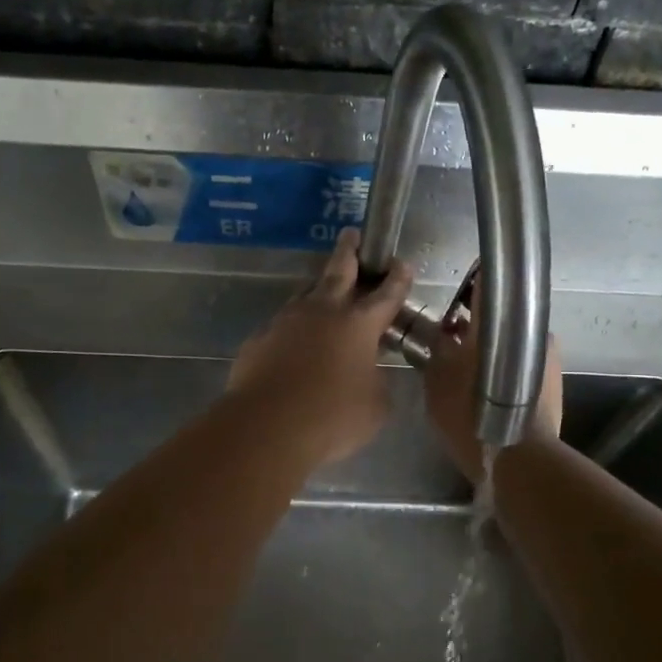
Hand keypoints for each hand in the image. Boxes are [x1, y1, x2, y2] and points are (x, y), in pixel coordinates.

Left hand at [227, 229, 414, 465]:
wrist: (267, 426)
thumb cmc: (333, 417)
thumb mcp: (375, 406)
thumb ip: (376, 381)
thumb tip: (368, 373)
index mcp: (359, 325)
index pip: (386, 294)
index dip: (397, 278)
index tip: (401, 262)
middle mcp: (323, 312)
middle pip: (338, 271)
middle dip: (349, 251)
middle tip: (351, 235)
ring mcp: (286, 322)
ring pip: (306, 294)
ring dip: (319, 289)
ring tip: (324, 289)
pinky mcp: (260, 339)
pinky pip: (282, 325)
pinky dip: (294, 328)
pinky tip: (294, 342)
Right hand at [423, 298, 563, 481]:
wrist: (517, 456)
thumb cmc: (470, 412)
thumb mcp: (437, 378)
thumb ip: (436, 347)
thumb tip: (441, 331)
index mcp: (500, 320)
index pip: (486, 283)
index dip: (469, 286)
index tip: (455, 296)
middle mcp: (530, 329)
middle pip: (500, 315)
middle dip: (476, 324)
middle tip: (452, 339)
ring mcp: (547, 354)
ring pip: (512, 340)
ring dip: (492, 347)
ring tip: (468, 367)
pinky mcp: (553, 380)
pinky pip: (523, 362)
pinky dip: (505, 366)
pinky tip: (487, 386)